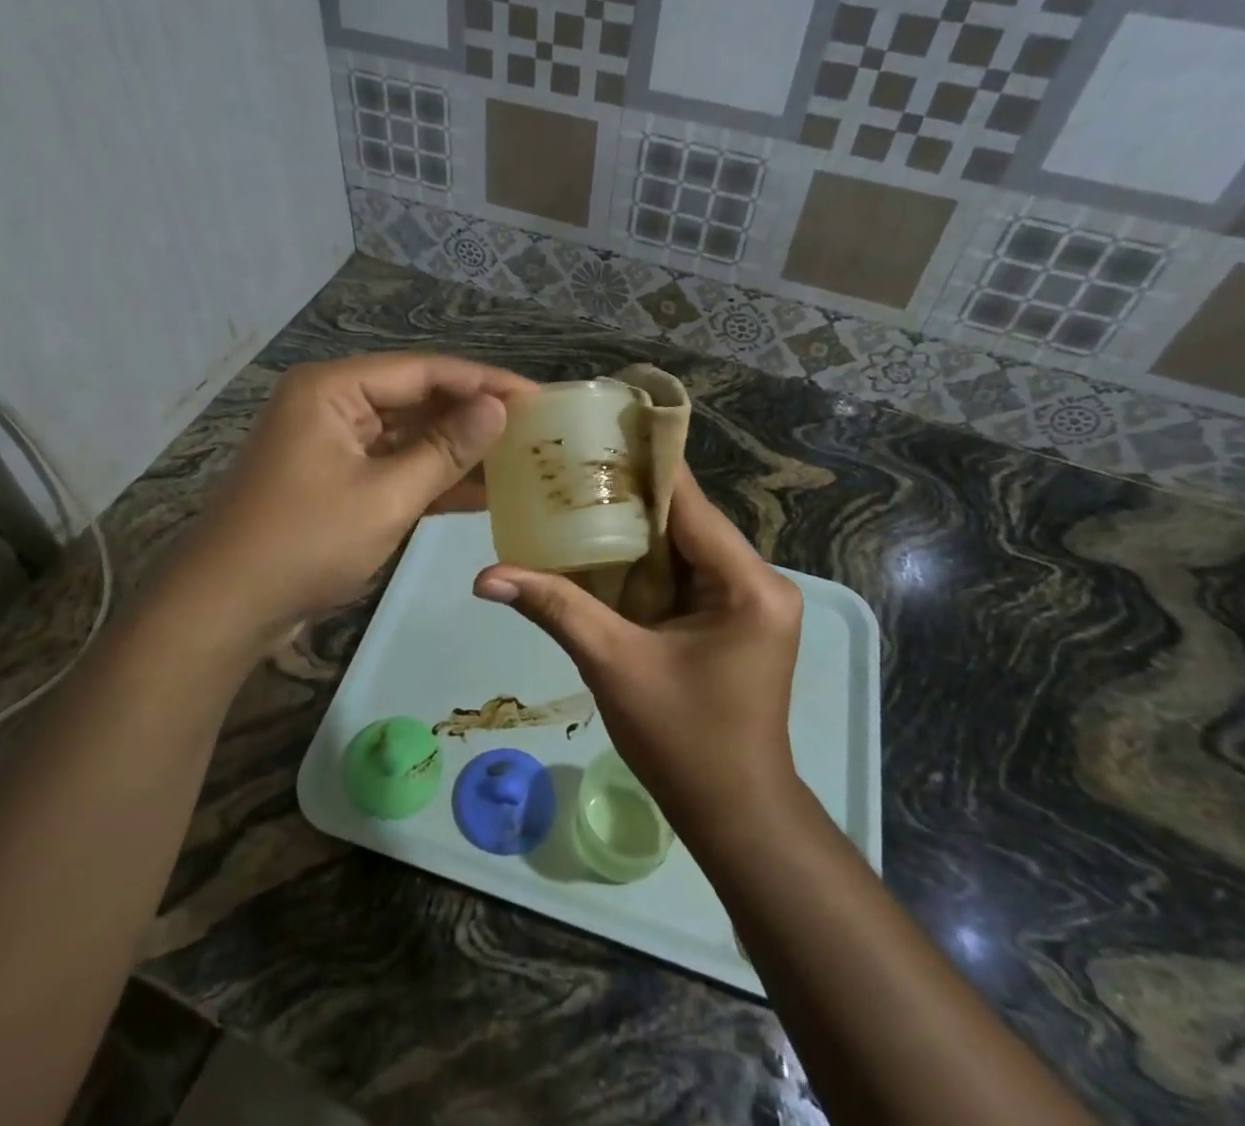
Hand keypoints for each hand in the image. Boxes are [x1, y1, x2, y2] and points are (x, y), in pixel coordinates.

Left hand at [188, 354, 535, 627]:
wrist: (224, 610)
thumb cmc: (304, 543)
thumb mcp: (385, 497)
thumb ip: (446, 450)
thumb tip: (499, 408)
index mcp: (334, 388)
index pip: (425, 371)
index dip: (485, 382)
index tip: (538, 396)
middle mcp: (332, 403)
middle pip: (417, 398)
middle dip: (473, 415)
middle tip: (535, 427)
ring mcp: (333, 442)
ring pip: (408, 435)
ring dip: (457, 448)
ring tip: (519, 455)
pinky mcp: (336, 478)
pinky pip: (393, 465)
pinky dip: (431, 477)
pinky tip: (482, 489)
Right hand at [472, 468, 803, 833]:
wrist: (735, 815)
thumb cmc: (684, 742)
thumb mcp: (614, 665)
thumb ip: (556, 608)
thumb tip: (486, 576)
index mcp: (746, 583)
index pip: (690, 501)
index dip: (644, 462)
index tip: (596, 429)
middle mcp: (758, 579)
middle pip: (686, 519)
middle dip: (629, 495)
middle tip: (570, 467)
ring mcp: (749, 599)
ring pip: (683, 545)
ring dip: (634, 528)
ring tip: (575, 495)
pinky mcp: (734, 617)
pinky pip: (685, 573)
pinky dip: (645, 562)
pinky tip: (599, 548)